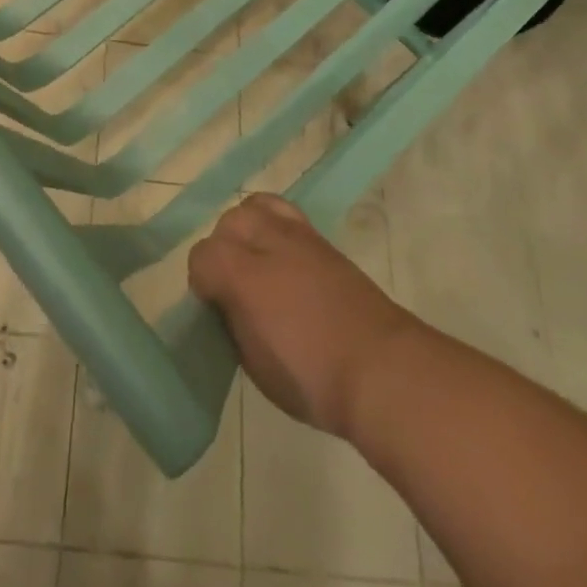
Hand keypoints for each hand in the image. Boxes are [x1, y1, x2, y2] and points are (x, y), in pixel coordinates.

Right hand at [188, 195, 421, 439]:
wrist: (384, 371)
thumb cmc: (312, 379)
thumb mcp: (255, 365)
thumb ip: (234, 323)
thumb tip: (229, 305)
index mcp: (242, 275)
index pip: (202, 256)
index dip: (201, 282)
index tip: (213, 309)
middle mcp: (267, 242)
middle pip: (228, 223)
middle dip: (223, 250)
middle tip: (234, 286)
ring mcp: (298, 236)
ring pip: (256, 207)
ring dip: (248, 230)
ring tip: (256, 262)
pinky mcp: (323, 240)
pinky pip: (286, 213)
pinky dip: (275, 226)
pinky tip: (283, 258)